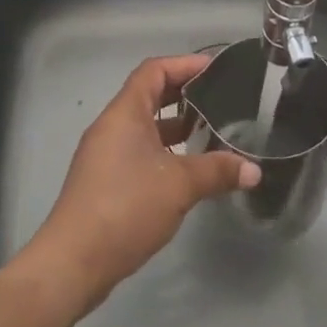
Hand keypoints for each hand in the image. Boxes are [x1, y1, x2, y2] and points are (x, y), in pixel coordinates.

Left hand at [21, 54, 259, 314]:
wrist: (73, 262)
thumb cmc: (126, 207)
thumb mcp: (179, 186)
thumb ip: (217, 172)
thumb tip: (254, 170)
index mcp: (125, 112)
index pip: (154, 70)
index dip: (184, 64)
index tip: (215, 68)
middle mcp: (112, 125)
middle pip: (149, 95)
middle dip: (183, 94)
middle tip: (218, 98)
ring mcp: (105, 154)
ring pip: (144, 126)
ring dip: (174, 126)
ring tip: (210, 133)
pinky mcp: (104, 181)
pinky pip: (138, 150)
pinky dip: (163, 150)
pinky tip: (186, 170)